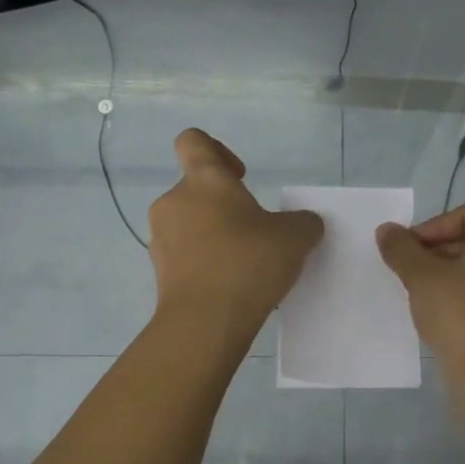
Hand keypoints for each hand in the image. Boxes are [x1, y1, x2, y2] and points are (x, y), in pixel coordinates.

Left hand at [147, 129, 323, 338]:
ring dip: (214, 235)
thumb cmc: (248, 263)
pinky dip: (205, 262)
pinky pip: (186, 256)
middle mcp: (174, 202)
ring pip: (190, 224)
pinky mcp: (160, 272)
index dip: (217, 150)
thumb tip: (304, 223)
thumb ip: (303, 222)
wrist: (206, 321)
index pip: (194, 141)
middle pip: (196, 189)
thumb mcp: (295, 238)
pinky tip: (231, 285)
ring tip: (244, 263)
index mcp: (203, 180)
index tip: (241, 176)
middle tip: (254, 231)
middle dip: (224, 205)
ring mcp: (162, 238)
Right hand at [376, 200, 464, 386]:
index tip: (407, 251)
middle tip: (415, 272)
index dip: (432, 228)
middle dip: (446, 251)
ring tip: (431, 294)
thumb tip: (387, 230)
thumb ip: (402, 248)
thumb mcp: (422, 278)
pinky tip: (456, 315)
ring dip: (462, 273)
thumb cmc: (462, 317)